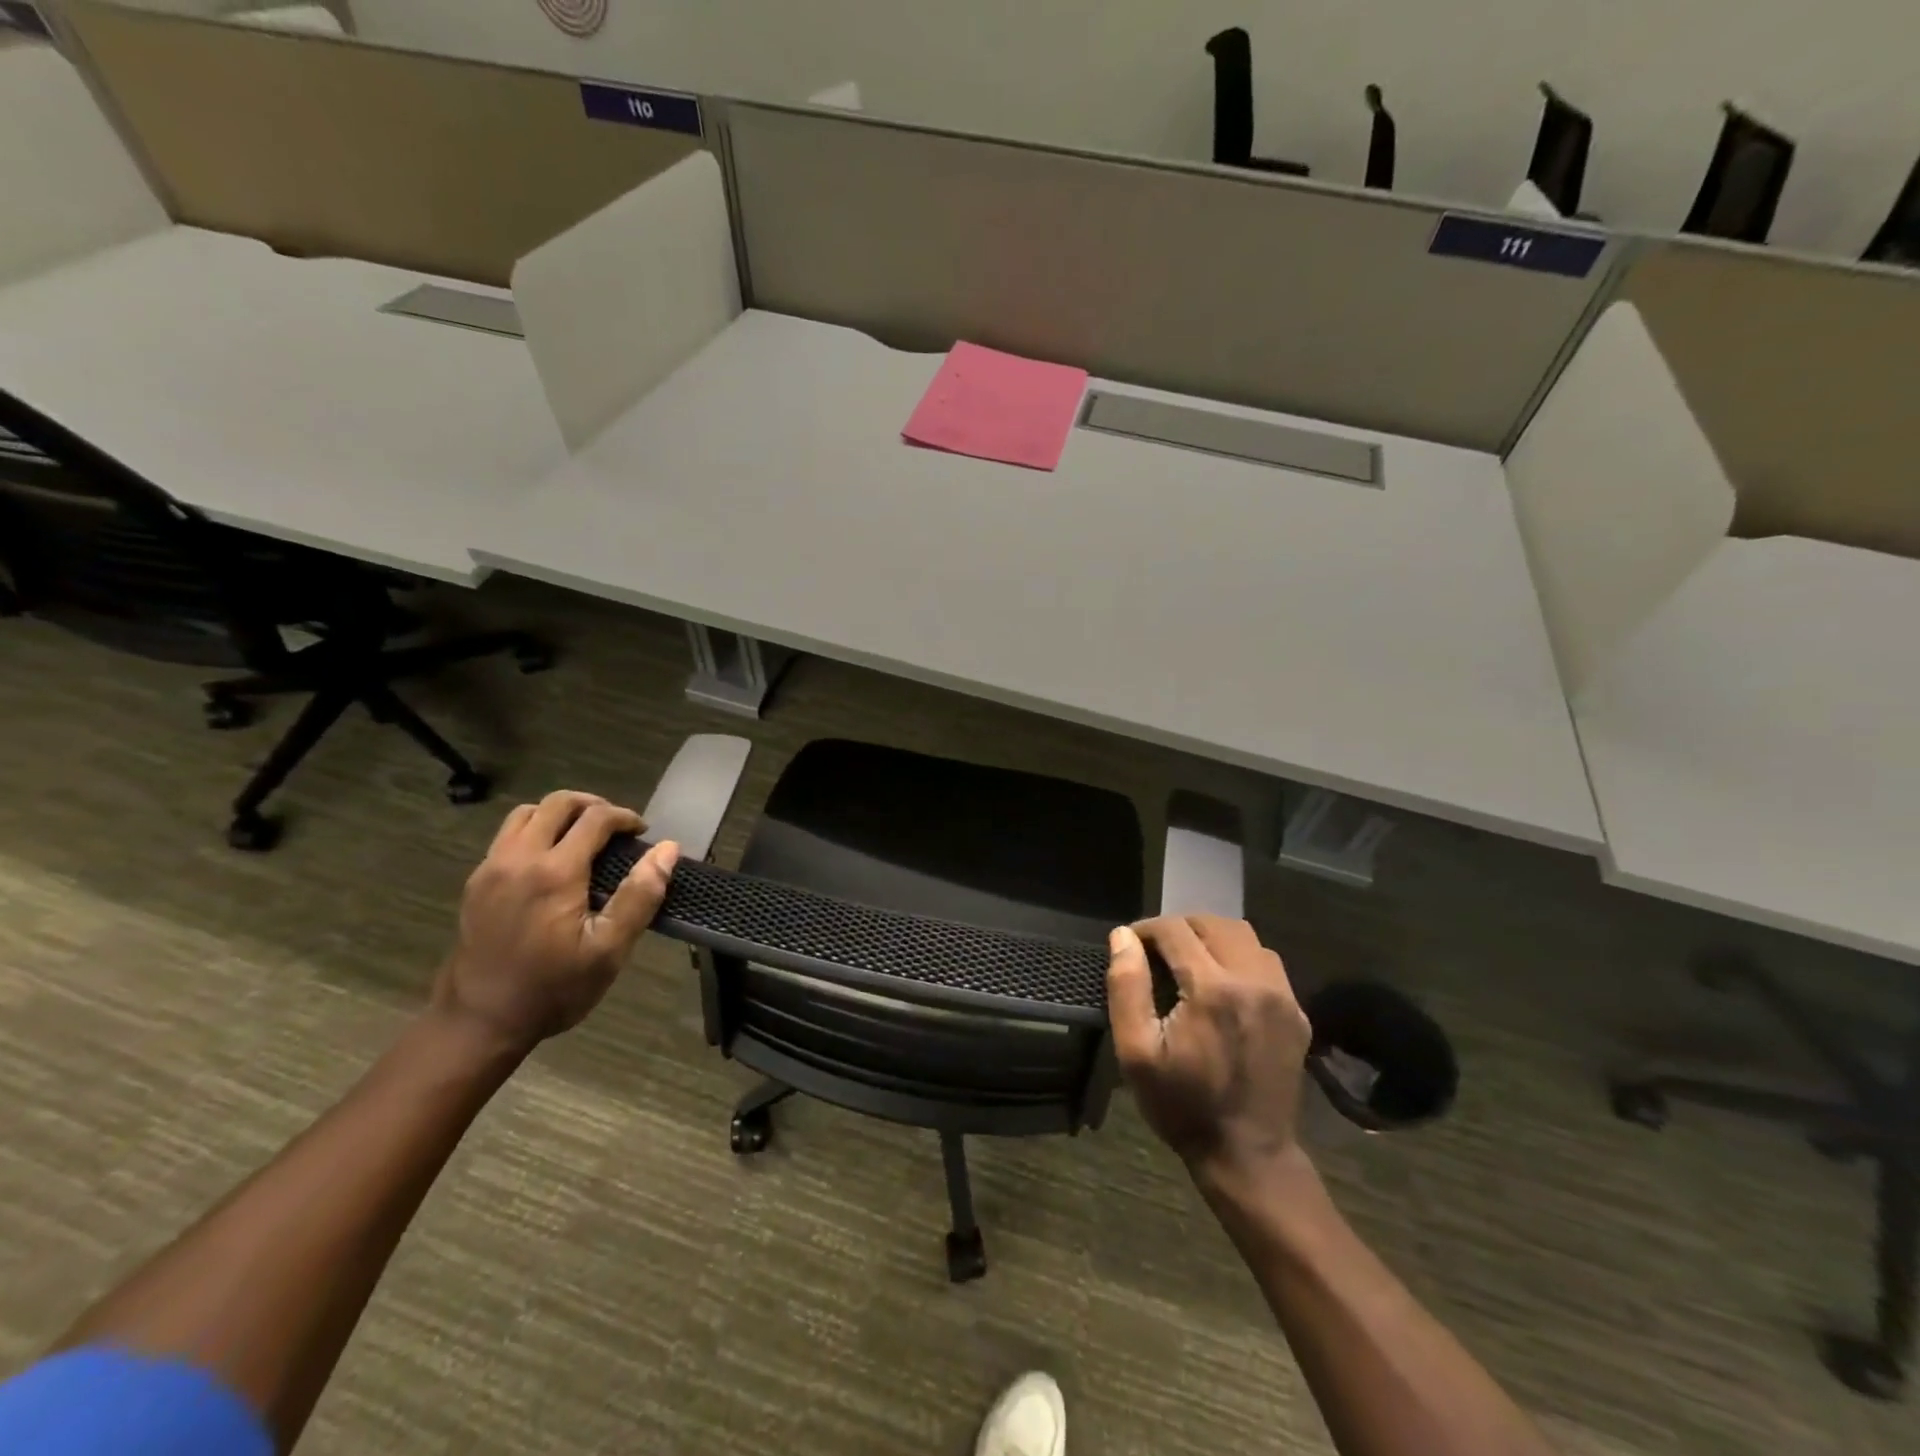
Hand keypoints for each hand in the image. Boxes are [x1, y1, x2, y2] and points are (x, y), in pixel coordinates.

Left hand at [433, 791, 679, 1053]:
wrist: (479, 1022)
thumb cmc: (553, 988)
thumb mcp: (609, 950)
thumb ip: (640, 896)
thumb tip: (667, 850)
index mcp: (554, 872)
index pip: (595, 819)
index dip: (625, 817)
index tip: (642, 833)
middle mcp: (519, 858)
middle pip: (557, 803)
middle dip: (593, 806)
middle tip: (616, 828)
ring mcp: (491, 868)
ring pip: (526, 814)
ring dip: (559, 814)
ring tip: (583, 836)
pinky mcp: (476, 883)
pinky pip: (507, 836)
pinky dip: (535, 831)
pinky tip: (551, 860)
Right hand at [1106, 916, 1310, 1176]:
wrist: (1248, 1155)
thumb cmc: (1182, 1105)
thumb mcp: (1137, 1051)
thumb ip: (1127, 986)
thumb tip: (1123, 936)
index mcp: (1213, 988)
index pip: (1175, 930)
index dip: (1146, 930)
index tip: (1130, 946)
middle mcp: (1253, 980)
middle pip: (1213, 923)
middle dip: (1179, 928)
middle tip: (1156, 953)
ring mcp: (1282, 995)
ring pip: (1244, 936)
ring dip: (1211, 938)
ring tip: (1188, 963)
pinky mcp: (1296, 1012)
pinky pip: (1266, 962)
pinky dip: (1238, 957)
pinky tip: (1221, 984)